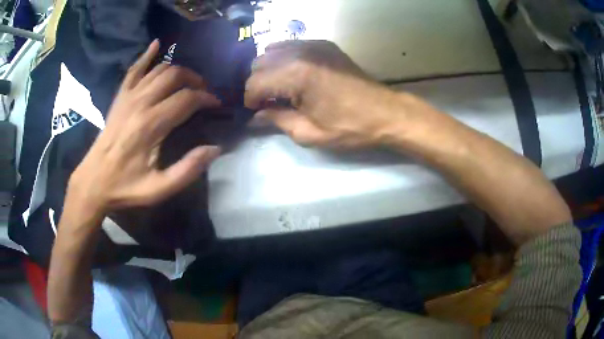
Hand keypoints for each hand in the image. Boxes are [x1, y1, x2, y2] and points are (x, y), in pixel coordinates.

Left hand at [67, 40, 220, 217]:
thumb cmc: (125, 187)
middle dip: (195, 80)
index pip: (186, 99)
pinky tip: (156, 44)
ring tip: (188, 81)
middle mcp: (140, 103)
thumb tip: (215, 148)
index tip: (216, 104)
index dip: (206, 98)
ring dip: (178, 70)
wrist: (93, 181)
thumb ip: (188, 169)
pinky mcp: (119, 98)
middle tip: (204, 92)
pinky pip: (134, 70)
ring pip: (159, 69)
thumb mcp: (158, 189)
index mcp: (151, 125)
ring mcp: (128, 97)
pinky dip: (146, 55)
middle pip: (174, 76)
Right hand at [245, 40, 403, 147]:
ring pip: (272, 50)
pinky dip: (284, 59)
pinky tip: (294, 74)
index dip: (252, 100)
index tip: (258, 112)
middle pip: (259, 62)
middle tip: (270, 102)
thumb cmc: (350, 127)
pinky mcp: (324, 44)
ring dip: (270, 69)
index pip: (255, 82)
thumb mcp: (309, 133)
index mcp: (296, 75)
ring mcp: (314, 44)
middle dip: (259, 84)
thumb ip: (277, 120)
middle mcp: (301, 52)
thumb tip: (257, 115)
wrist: (386, 113)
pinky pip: (291, 45)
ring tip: (281, 88)